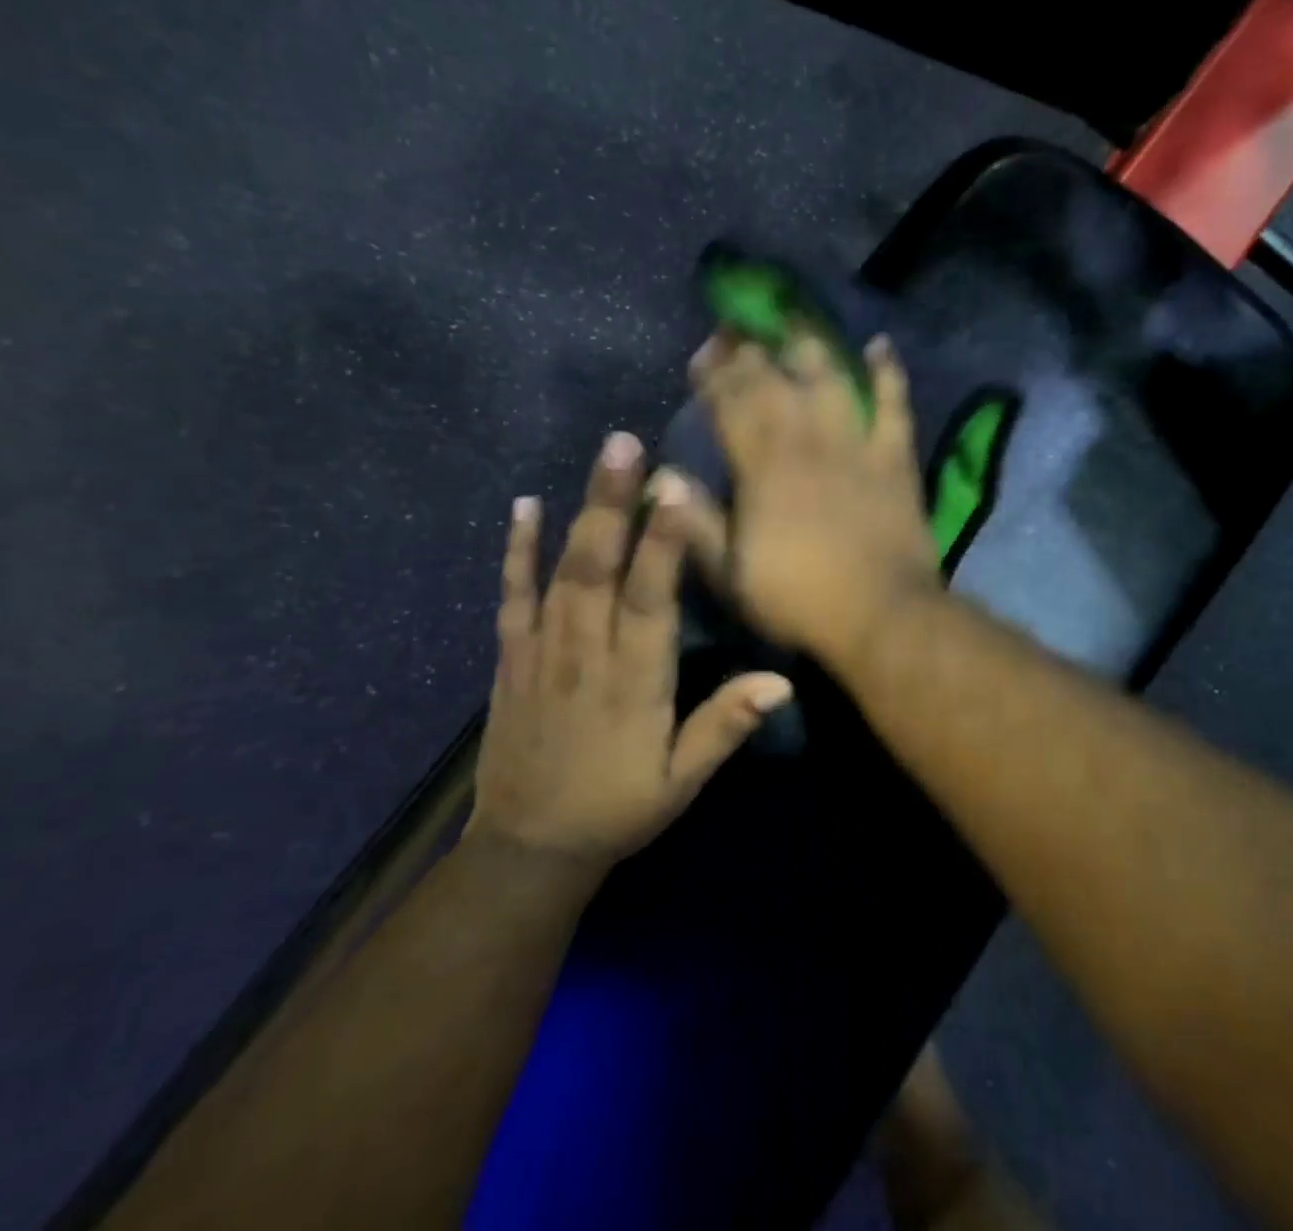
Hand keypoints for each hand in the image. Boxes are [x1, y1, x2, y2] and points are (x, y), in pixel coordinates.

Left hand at [468, 432, 793, 868]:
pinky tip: (524, 507)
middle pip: (600, 569)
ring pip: (562, 572)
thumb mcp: (682, 781)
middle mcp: (586, 656)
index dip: (663, 545)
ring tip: (600, 458)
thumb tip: (781, 681)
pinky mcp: (511, 658)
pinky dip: (517, 551)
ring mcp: (542, 652)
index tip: (674, 490)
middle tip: (624, 444)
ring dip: (580, 512)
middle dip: (613, 503)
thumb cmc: (619, 808)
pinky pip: (513, 597)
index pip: (651, 601)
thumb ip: (725, 725)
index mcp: (635, 683)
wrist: (529, 848)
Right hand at [675, 332, 941, 671]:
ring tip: (793, 320)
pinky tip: (878, 345)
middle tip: (736, 327)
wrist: (882, 615)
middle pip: (773, 382)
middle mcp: (805, 442)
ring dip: (808, 346)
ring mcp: (855, 444)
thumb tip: (660, 478)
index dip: (713, 375)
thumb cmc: (800, 600)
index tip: (702, 354)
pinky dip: (886, 372)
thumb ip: (694, 523)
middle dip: (749, 350)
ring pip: (829, 379)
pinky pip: (893, 403)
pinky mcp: (894, 456)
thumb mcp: (731, 575)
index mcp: (761, 468)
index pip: (730, 405)